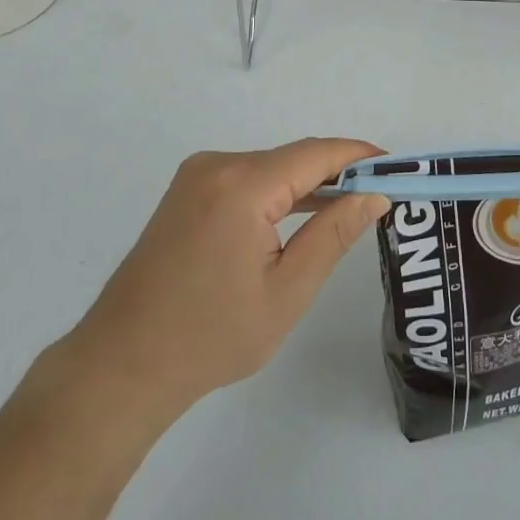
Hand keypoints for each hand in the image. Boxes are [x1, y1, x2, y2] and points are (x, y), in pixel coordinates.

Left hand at [62, 139, 389, 416]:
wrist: (121, 365)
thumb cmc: (211, 337)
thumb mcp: (287, 291)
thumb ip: (334, 234)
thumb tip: (374, 195)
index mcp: (242, 185)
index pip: (317, 154)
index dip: (360, 156)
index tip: (398, 168)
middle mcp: (217, 165)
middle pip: (293, 158)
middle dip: (338, 173)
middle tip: (381, 196)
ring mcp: (197, 176)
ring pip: (270, 168)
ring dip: (308, 185)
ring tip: (350, 207)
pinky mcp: (187, 192)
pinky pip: (247, 179)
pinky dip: (278, 193)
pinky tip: (301, 216)